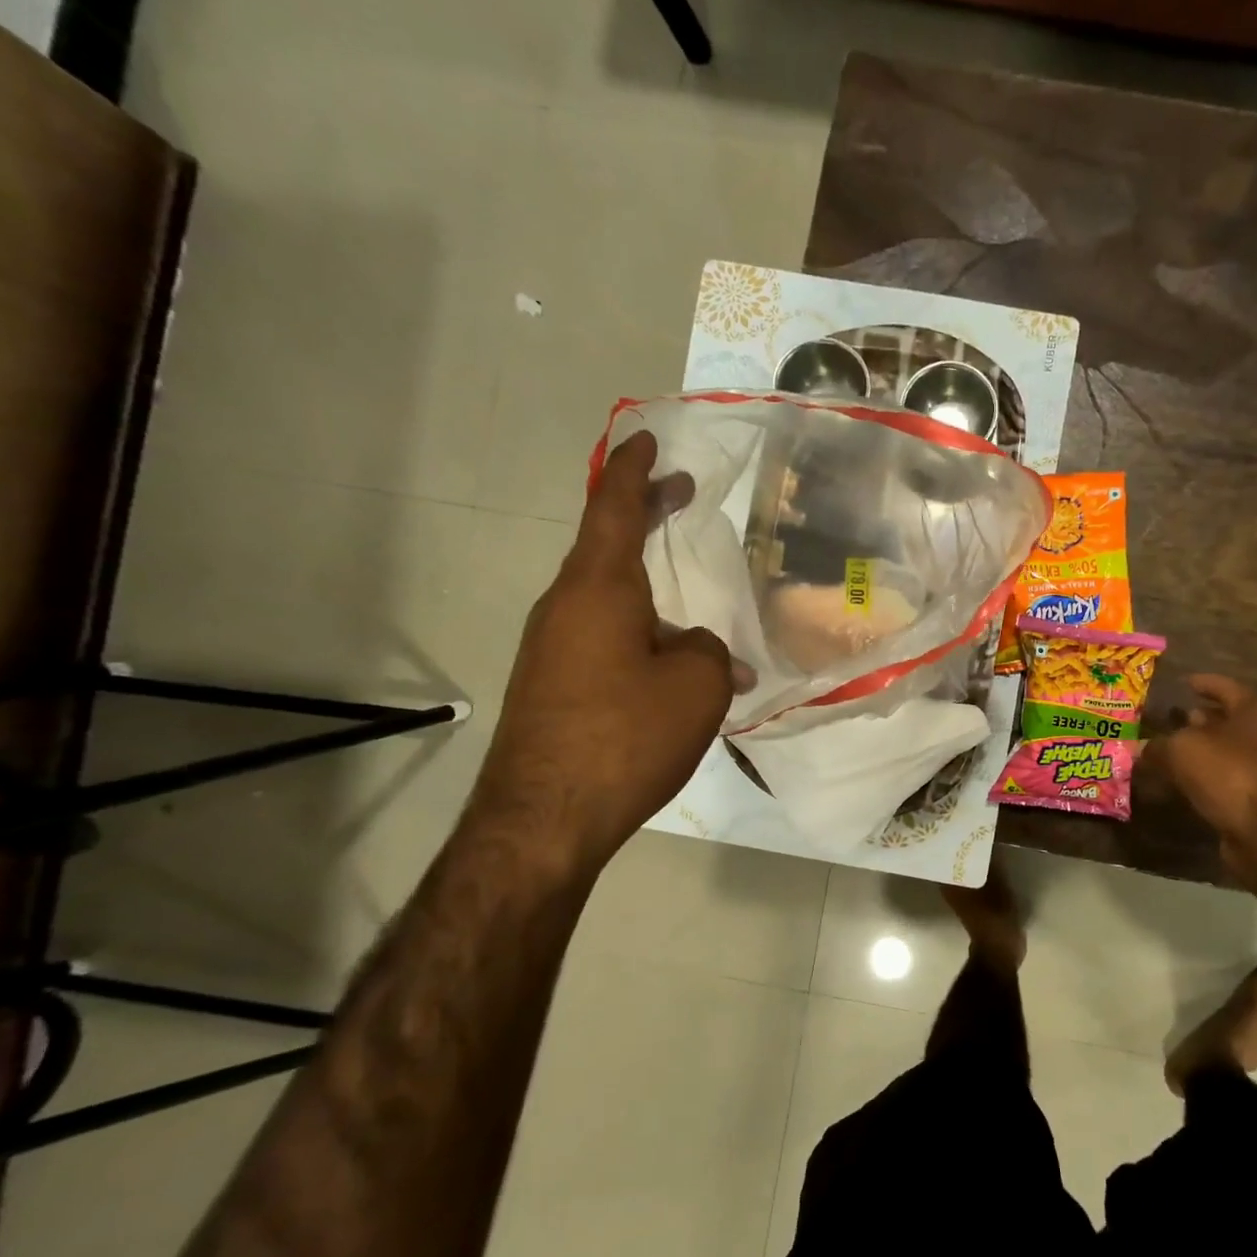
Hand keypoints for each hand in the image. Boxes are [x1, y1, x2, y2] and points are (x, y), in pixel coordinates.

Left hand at [471, 431, 735, 870]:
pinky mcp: (550, 687)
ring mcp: (551, 649)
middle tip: (679, 498)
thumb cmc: (626, 735)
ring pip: (608, 601)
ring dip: (650, 595)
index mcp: (600, 588)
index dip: (633, 469)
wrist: (545, 818)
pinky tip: (670, 674)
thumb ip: (711, 652)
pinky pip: (601, 641)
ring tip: (697, 622)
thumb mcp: (698, 686)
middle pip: (606, 547)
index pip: (613, 507)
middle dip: (643, 518)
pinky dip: (638, 636)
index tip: (646, 438)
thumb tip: (702, 652)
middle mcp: (566, 607)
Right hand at [1148, 674, 1256, 869]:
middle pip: (1228, 720)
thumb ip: (1159, 745)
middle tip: (1171, 718)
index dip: (1204, 683)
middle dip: (1200, 719)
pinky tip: (1180, 780)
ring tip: (1169, 749)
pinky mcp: (1255, 797)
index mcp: (1251, 711)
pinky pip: (1224, 777)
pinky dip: (1203, 775)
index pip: (1226, 687)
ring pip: (1225, 750)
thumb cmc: (1227, 772)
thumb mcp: (1181, 749)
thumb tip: (1142, 747)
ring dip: (1200, 749)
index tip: (1184, 683)